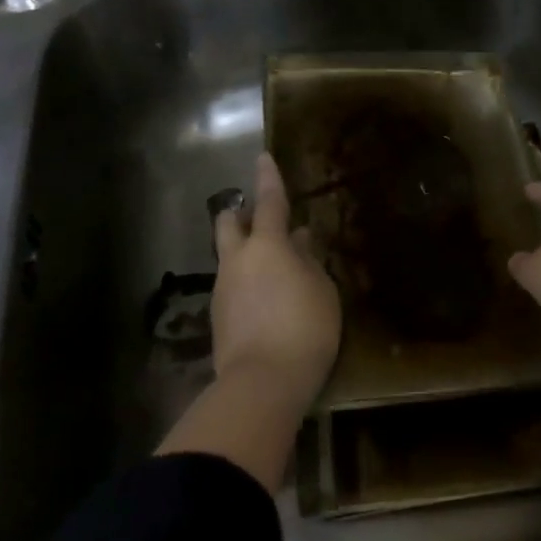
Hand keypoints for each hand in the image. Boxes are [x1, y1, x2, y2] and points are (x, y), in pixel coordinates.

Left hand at [211, 153, 340, 409]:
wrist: (262, 383)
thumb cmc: (304, 328)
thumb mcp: (321, 290)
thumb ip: (309, 260)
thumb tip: (299, 240)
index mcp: (267, 246)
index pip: (268, 201)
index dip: (268, 178)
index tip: (263, 157)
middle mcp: (238, 260)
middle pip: (228, 223)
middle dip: (238, 213)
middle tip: (256, 216)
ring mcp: (223, 289)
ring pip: (228, 256)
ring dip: (244, 251)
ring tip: (271, 266)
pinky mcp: (218, 317)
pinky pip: (231, 284)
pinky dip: (245, 280)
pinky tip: (264, 298)